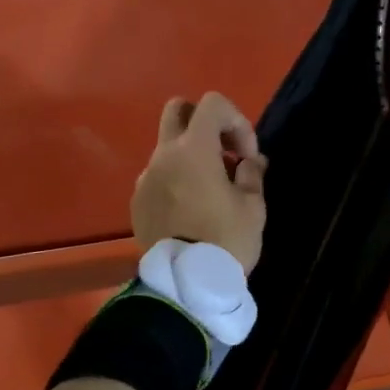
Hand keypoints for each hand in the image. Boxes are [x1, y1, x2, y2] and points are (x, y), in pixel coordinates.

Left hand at [133, 93, 267, 272]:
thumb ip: (252, 174)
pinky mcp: (137, 202)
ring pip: (167, 147)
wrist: (185, 285)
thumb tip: (250, 161)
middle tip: (224, 154)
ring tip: (212, 190)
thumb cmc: (226, 240)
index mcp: (193, 149)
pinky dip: (176, 180)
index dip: (237, 121)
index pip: (212, 104)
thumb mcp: (253, 206)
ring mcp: (145, 179)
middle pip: (177, 110)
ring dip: (190, 156)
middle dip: (204, 123)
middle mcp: (163, 156)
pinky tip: (191, 210)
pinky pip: (158, 177)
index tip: (246, 156)